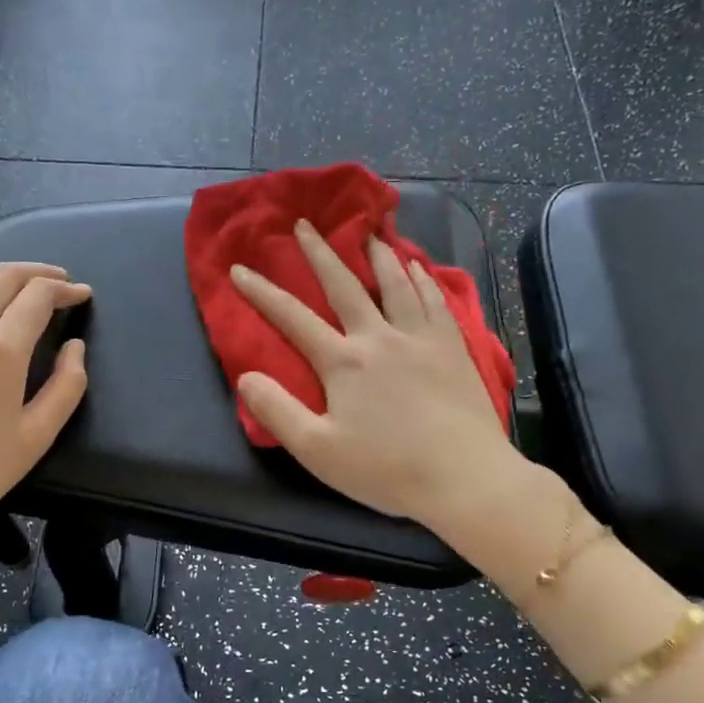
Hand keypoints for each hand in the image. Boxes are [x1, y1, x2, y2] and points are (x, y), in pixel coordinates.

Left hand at [0, 263, 89, 589]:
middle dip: (36, 272)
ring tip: (20, 280)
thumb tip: (75, 347)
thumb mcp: (38, 435)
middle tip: (58, 280)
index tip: (82, 294)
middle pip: (2, 277)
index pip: (38, 296)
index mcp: (1, 349)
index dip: (65, 289)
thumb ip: (67, 385)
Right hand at [230, 220, 527, 541]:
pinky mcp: (452, 347)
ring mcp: (420, 338)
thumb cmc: (387, 470)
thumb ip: (278, 412)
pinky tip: (418, 267)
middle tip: (305, 224)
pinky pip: (434, 300)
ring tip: (367, 232)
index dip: (261, 292)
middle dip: (319, 253)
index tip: (239, 268)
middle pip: (344, 285)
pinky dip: (421, 278)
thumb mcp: (318, 451)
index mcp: (343, 362)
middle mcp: (379, 337)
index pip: (292, 318)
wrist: (464, 478)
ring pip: (395, 283)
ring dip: (377, 254)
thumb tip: (245, 377)